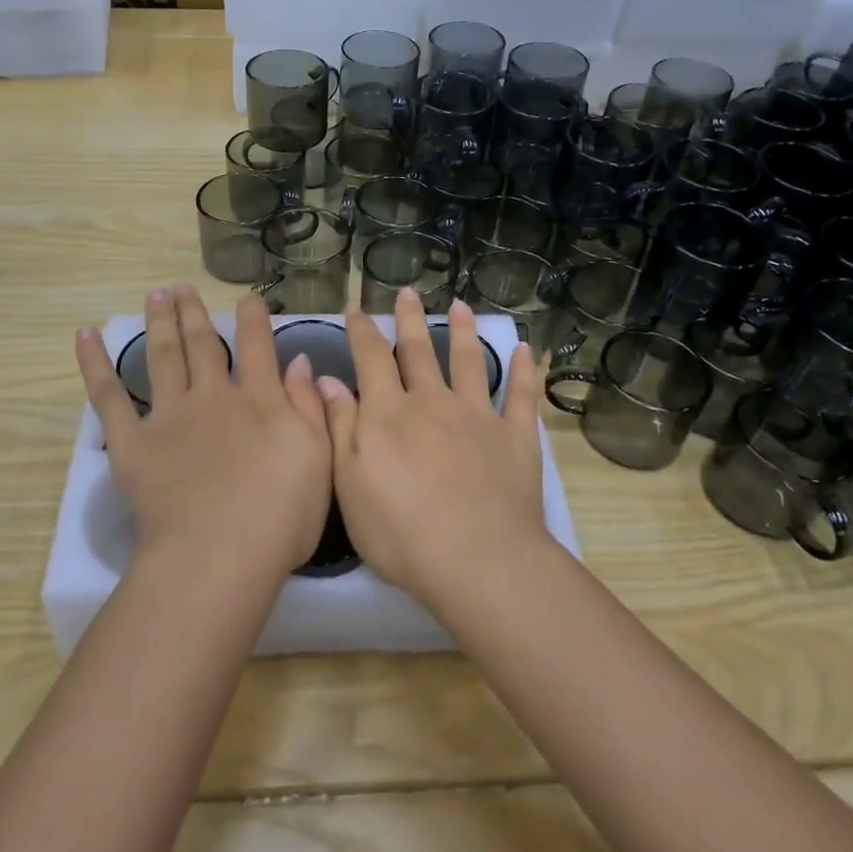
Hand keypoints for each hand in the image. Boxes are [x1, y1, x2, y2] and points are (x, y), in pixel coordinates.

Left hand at [77, 286, 331, 577]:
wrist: (219, 555)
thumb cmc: (280, 516)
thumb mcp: (318, 458)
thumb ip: (310, 406)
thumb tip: (299, 361)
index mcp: (260, 400)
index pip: (258, 346)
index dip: (254, 318)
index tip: (248, 298)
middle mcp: (214, 395)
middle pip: (203, 343)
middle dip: (195, 313)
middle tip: (182, 287)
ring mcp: (170, 415)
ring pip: (163, 356)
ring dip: (159, 322)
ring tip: (155, 295)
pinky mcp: (132, 442)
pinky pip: (109, 396)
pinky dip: (95, 364)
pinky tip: (86, 336)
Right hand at [316, 289, 550, 604]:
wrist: (477, 560)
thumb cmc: (400, 532)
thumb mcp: (350, 484)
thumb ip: (340, 427)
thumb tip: (326, 379)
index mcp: (389, 413)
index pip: (370, 358)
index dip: (362, 330)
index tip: (356, 307)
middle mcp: (432, 401)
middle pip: (418, 351)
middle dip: (409, 320)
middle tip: (406, 291)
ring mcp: (477, 415)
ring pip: (468, 362)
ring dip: (463, 331)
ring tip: (459, 306)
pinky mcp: (515, 435)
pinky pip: (521, 395)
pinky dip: (524, 371)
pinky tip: (526, 351)